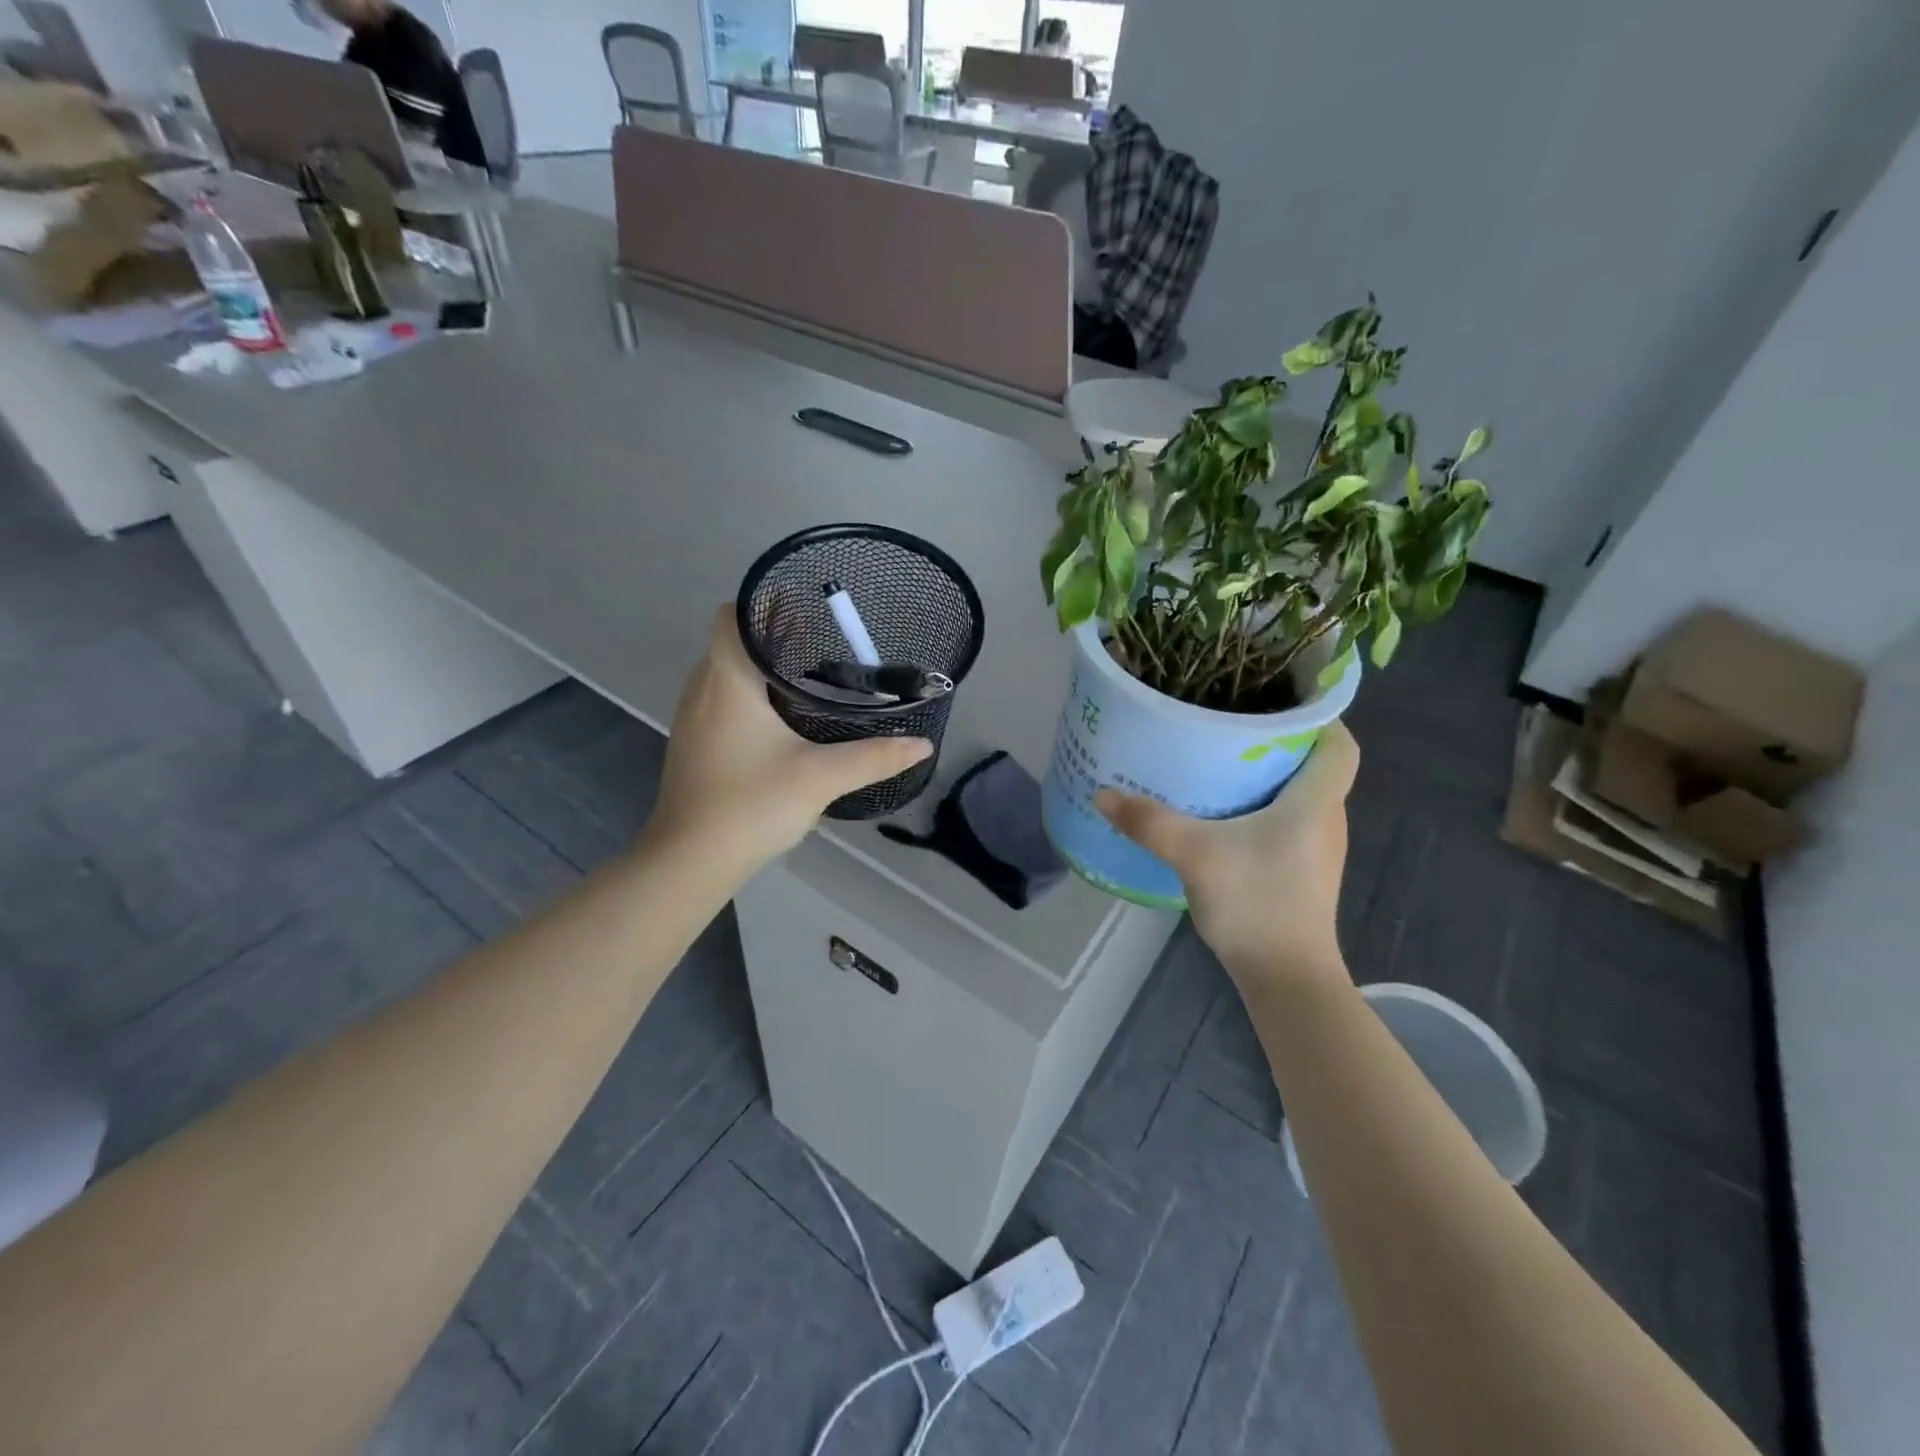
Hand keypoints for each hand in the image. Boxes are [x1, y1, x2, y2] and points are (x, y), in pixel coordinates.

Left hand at [645, 606, 931, 878]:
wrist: (689, 860)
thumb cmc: (750, 805)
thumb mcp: (821, 779)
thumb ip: (874, 757)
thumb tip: (922, 745)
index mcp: (727, 681)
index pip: (732, 616)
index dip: (766, 606)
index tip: (808, 611)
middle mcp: (702, 688)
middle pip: (732, 641)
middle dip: (774, 635)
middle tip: (825, 642)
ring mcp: (692, 717)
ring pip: (725, 671)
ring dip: (760, 666)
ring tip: (809, 674)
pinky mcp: (693, 742)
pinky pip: (720, 698)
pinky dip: (748, 693)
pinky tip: (782, 718)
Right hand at [1095, 723, 1359, 984]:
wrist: (1287, 978)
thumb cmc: (1256, 904)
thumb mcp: (1195, 855)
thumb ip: (1149, 822)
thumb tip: (1102, 793)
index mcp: (1316, 801)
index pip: (1340, 742)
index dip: (1318, 715)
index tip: (1276, 700)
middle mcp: (1326, 818)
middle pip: (1315, 763)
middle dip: (1278, 740)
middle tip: (1229, 723)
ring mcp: (1317, 848)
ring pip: (1300, 793)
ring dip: (1268, 774)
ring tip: (1221, 759)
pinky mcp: (1303, 870)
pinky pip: (1288, 820)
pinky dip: (1262, 806)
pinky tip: (1222, 813)